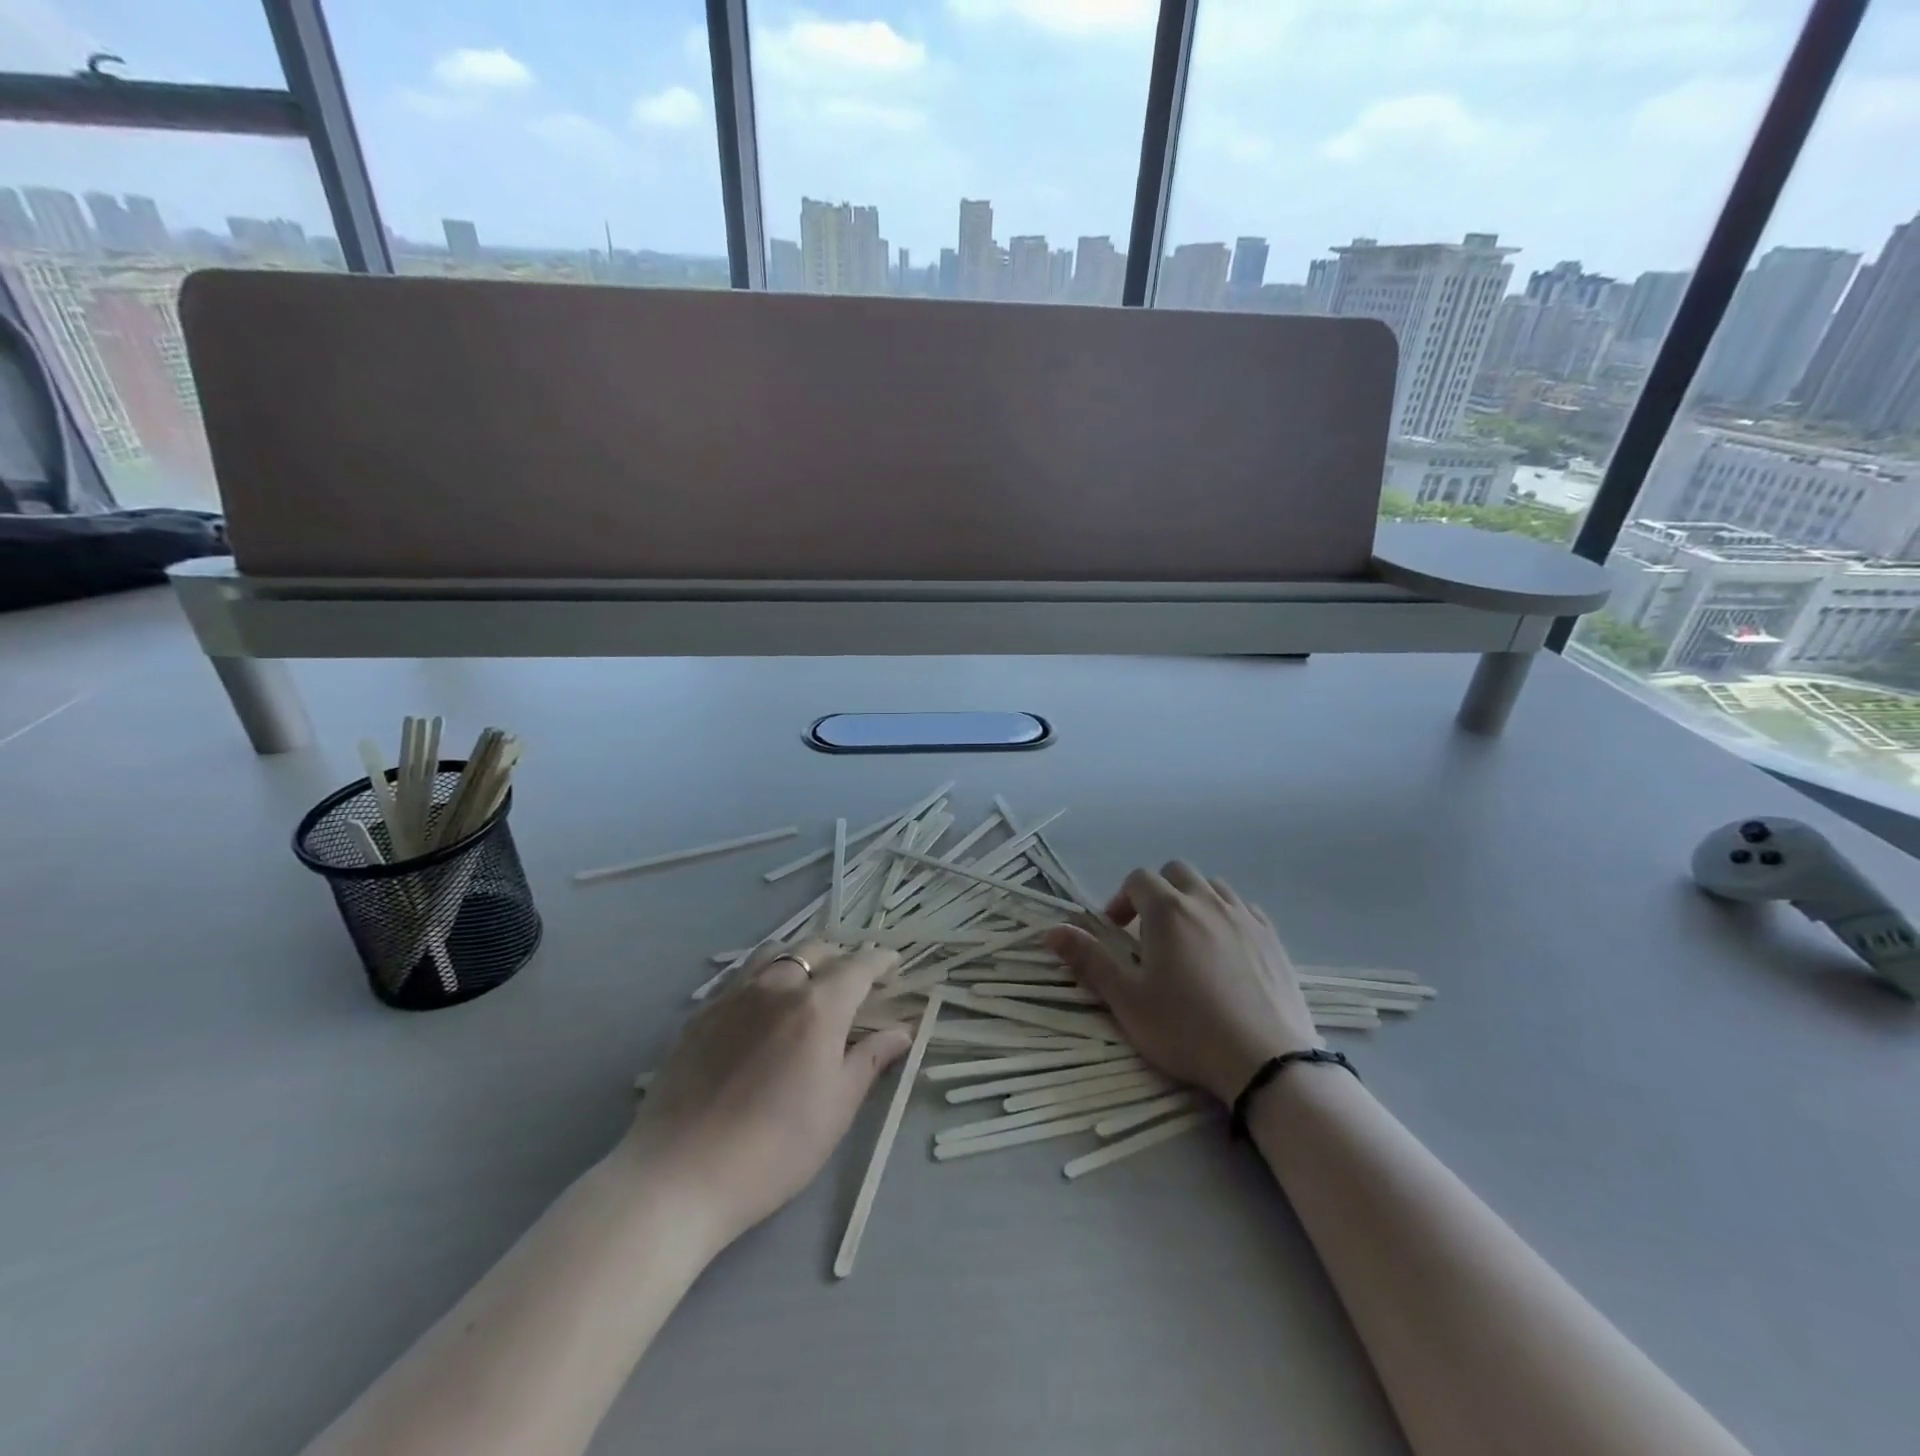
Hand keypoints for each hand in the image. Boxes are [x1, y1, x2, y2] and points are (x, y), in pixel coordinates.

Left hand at [624, 940, 910, 1247]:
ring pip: (775, 953)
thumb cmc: (774, 1149)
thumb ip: (869, 1060)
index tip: (893, 962)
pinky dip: (765, 974)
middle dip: (841, 956)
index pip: (858, 966)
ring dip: (801, 957)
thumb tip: (900, 1032)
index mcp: (818, 1006)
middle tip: (853, 980)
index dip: (880, 960)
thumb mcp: (836, 1109)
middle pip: (815, 949)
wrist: (679, 1175)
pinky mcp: (702, 1012)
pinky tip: (763, 1002)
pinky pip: (742, 974)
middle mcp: (777, 986)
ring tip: (808, 980)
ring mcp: (735, 995)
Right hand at [1045, 863, 1318, 1103]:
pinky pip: (1244, 909)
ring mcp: (1245, 917)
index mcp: (1168, 910)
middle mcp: (1207, 902)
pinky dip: (1227, 917)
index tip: (1115, 931)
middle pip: (1176, 872)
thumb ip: (1089, 960)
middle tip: (1149, 932)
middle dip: (1157, 892)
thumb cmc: (1187, 1029)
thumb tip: (1051, 930)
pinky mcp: (1273, 938)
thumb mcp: (1127, 1000)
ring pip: (1213, 887)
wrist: (1266, 1061)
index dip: (1121, 899)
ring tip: (1187, 939)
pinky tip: (1225, 949)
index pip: (1138, 879)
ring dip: (1193, 900)